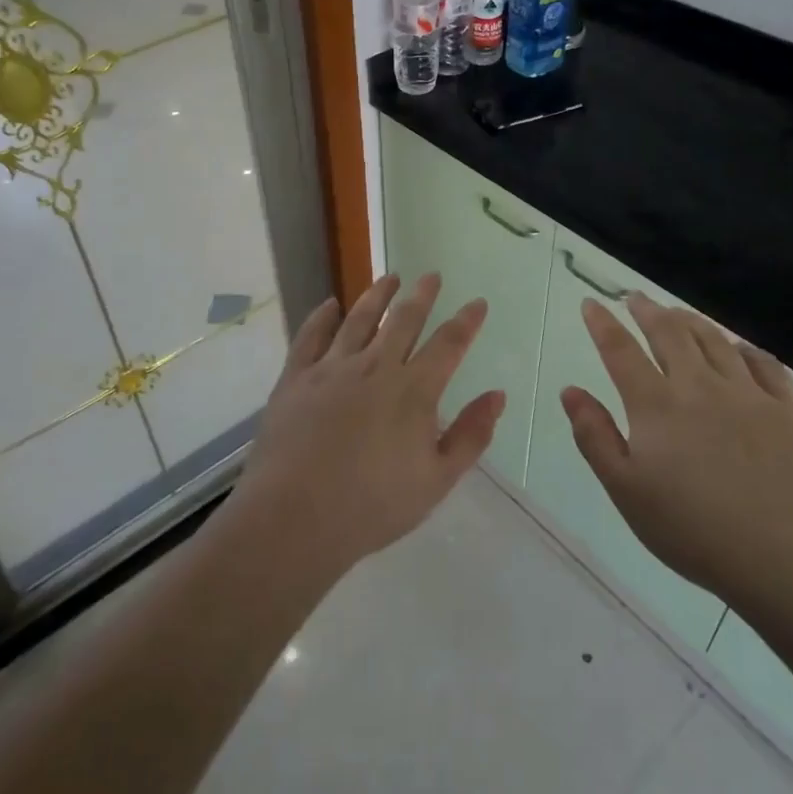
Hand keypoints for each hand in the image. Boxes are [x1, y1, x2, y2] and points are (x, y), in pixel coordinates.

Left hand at [234, 273, 503, 578]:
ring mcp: (331, 368)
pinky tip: (330, 304)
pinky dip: (322, 316)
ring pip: (359, 319)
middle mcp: (375, 367)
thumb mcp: (436, 480)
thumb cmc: (372, 506)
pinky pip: (311, 335)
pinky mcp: (296, 377)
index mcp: (413, 391)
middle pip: (403, 320)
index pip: (448, 344)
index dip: (466, 321)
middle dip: (422, 295)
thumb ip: (471, 435)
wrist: (294, 517)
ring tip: (389, 277)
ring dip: (377, 295)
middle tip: (432, 276)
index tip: (477, 302)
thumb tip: (497, 395)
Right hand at [562, 293, 792, 627]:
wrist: (791, 556)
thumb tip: (570, 391)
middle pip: (669, 333)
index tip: (591, 302)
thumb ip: (595, 437)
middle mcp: (699, 386)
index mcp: (656, 406)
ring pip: (714, 340)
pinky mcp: (787, 409)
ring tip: (677, 313)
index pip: (621, 351)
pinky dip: (745, 348)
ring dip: (691, 320)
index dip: (602, 324)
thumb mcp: (627, 491)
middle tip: (635, 298)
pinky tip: (739, 348)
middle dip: (648, 311)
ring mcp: (748, 393)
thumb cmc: (696, 530)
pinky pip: (764, 363)